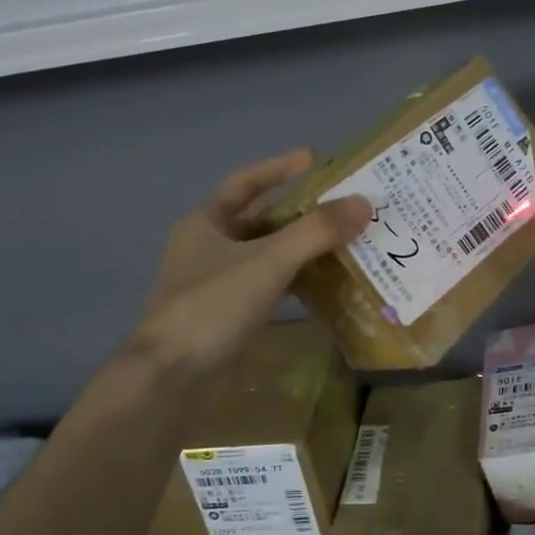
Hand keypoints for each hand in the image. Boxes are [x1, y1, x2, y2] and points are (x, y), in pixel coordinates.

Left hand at [128, 149, 368, 375]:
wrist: (171, 376)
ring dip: (299, 247)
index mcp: (205, 224)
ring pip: (264, 253)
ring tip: (340, 241)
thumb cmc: (212, 306)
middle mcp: (208, 247)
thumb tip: (363, 204)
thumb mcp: (267, 263)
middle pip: (259, 219)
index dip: (279, 168)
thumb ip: (315, 232)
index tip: (314, 158)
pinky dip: (293, 279)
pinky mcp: (227, 312)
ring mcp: (216, 282)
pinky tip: (321, 283)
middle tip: (340, 206)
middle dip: (298, 211)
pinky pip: (266, 283)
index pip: (245, 183)